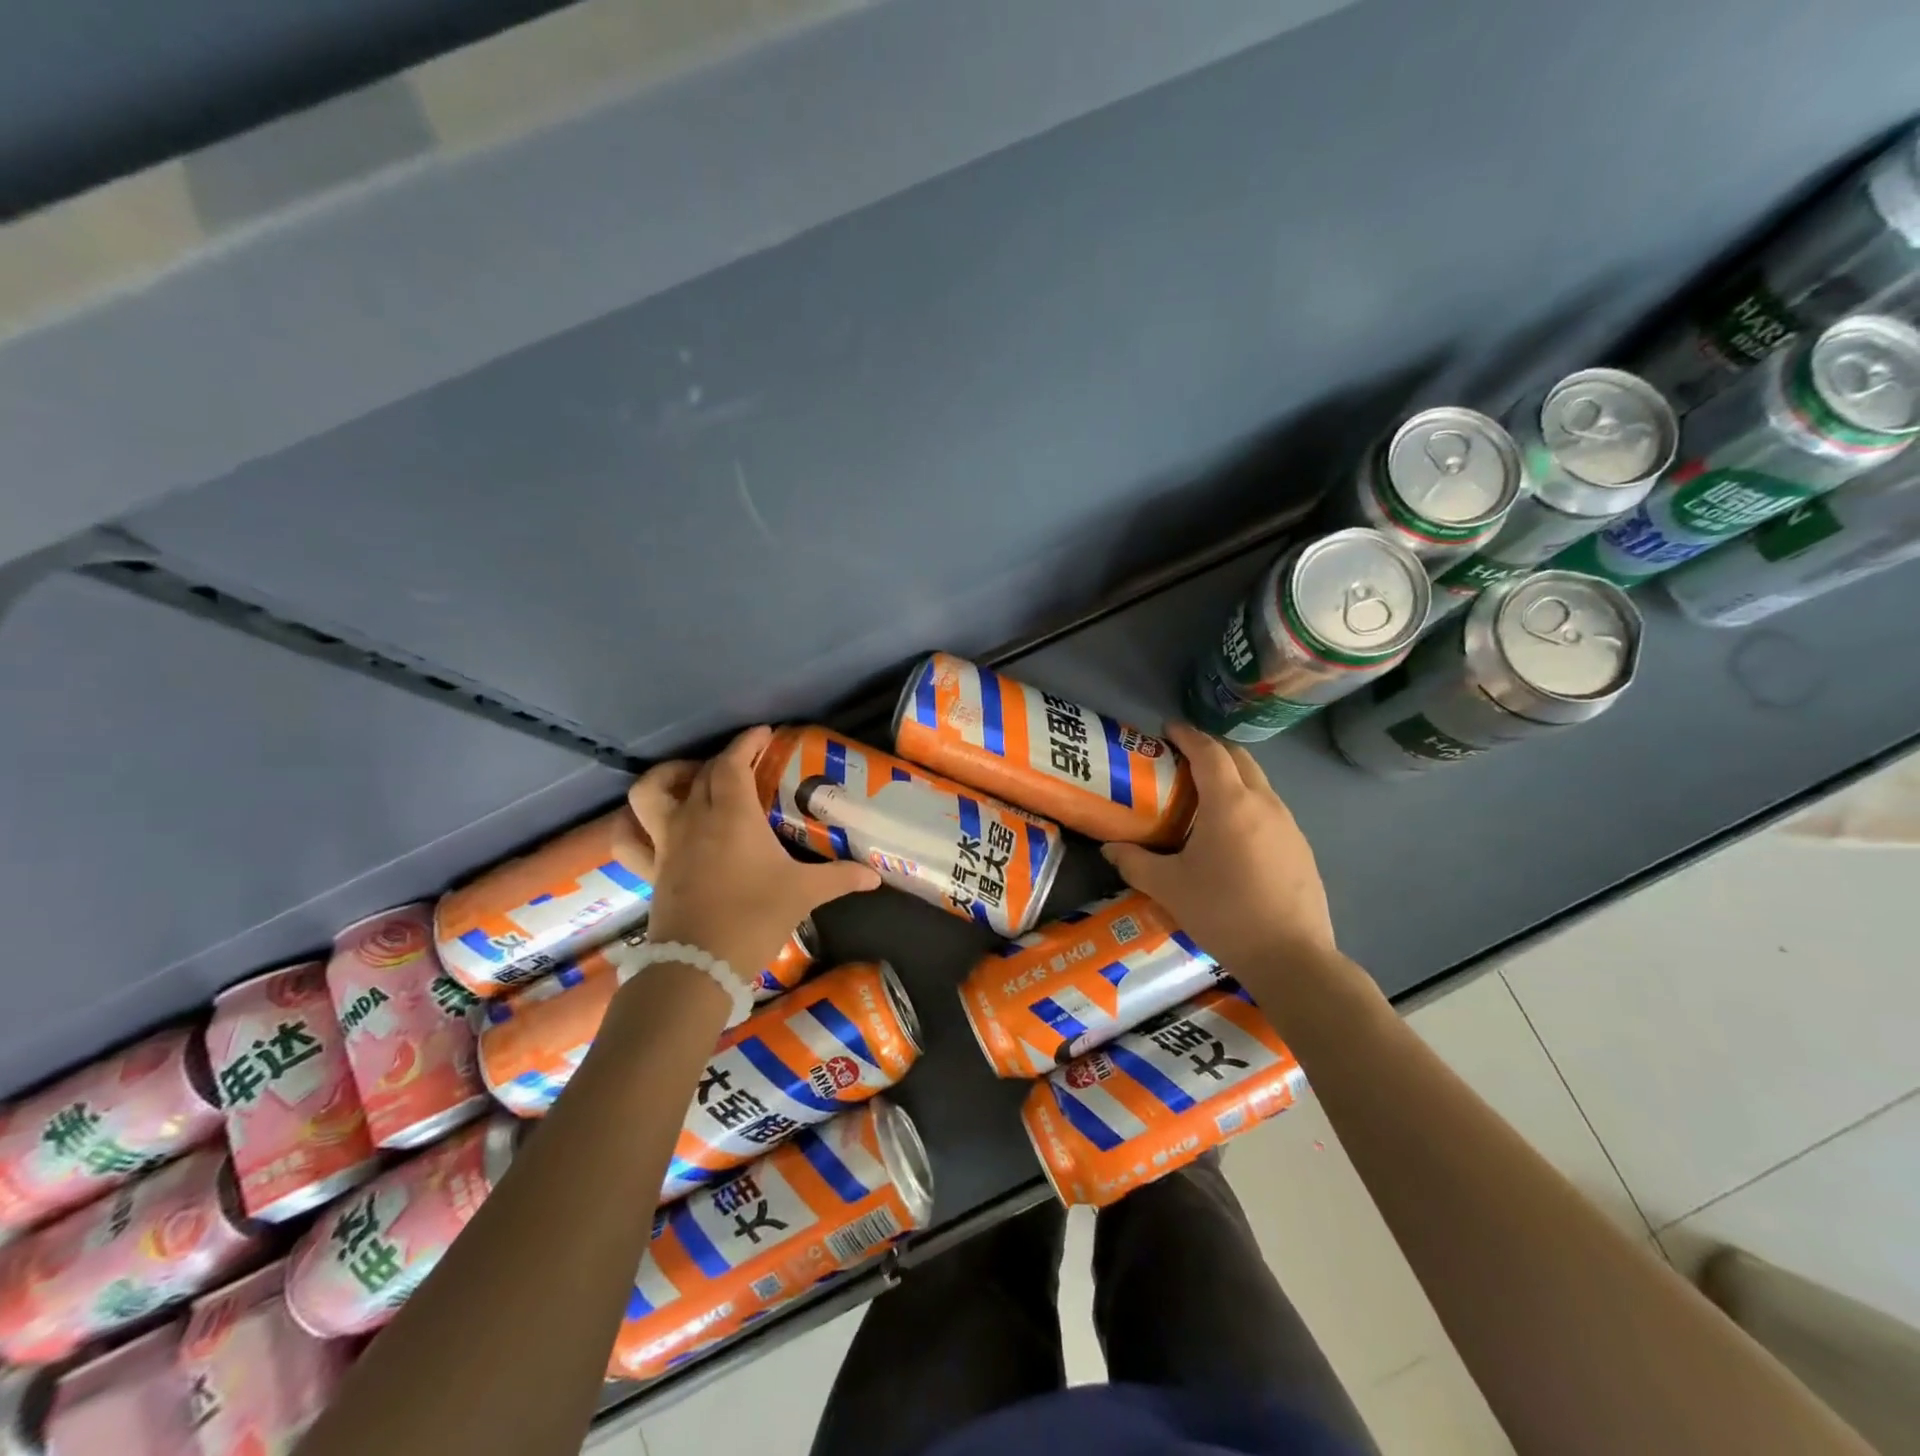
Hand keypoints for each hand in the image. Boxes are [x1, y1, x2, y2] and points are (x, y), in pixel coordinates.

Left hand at [628, 726, 879, 988]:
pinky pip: (629, 838)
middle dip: (723, 759)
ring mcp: (667, 842)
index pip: (732, 763)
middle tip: (745, 763)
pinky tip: (650, 824)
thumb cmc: (755, 917)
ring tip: (690, 780)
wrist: (700, 965)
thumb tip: (874, 875)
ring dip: (668, 778)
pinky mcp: (652, 869)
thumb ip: (840, 877)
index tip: (763, 734)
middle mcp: (694, 818)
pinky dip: (633, 824)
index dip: (746, 742)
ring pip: (650, 793)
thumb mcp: (804, 893)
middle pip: (701, 772)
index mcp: (732, 814)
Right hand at [1102, 723, 1336, 978]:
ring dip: (1231, 776)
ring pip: (1258, 783)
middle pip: (1239, 758)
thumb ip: (1134, 862)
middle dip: (1210, 749)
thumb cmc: (1224, 913)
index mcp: (1230, 803)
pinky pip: (1270, 809)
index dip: (1187, 735)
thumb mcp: (1169, 888)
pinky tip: (1231, 835)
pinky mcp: (1301, 847)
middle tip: (1181, 760)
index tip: (1167, 729)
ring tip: (1203, 797)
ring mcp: (1289, 824)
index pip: (1209, 752)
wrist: (1292, 957)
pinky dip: (1247, 803)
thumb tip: (1109, 848)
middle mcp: (1264, 803)